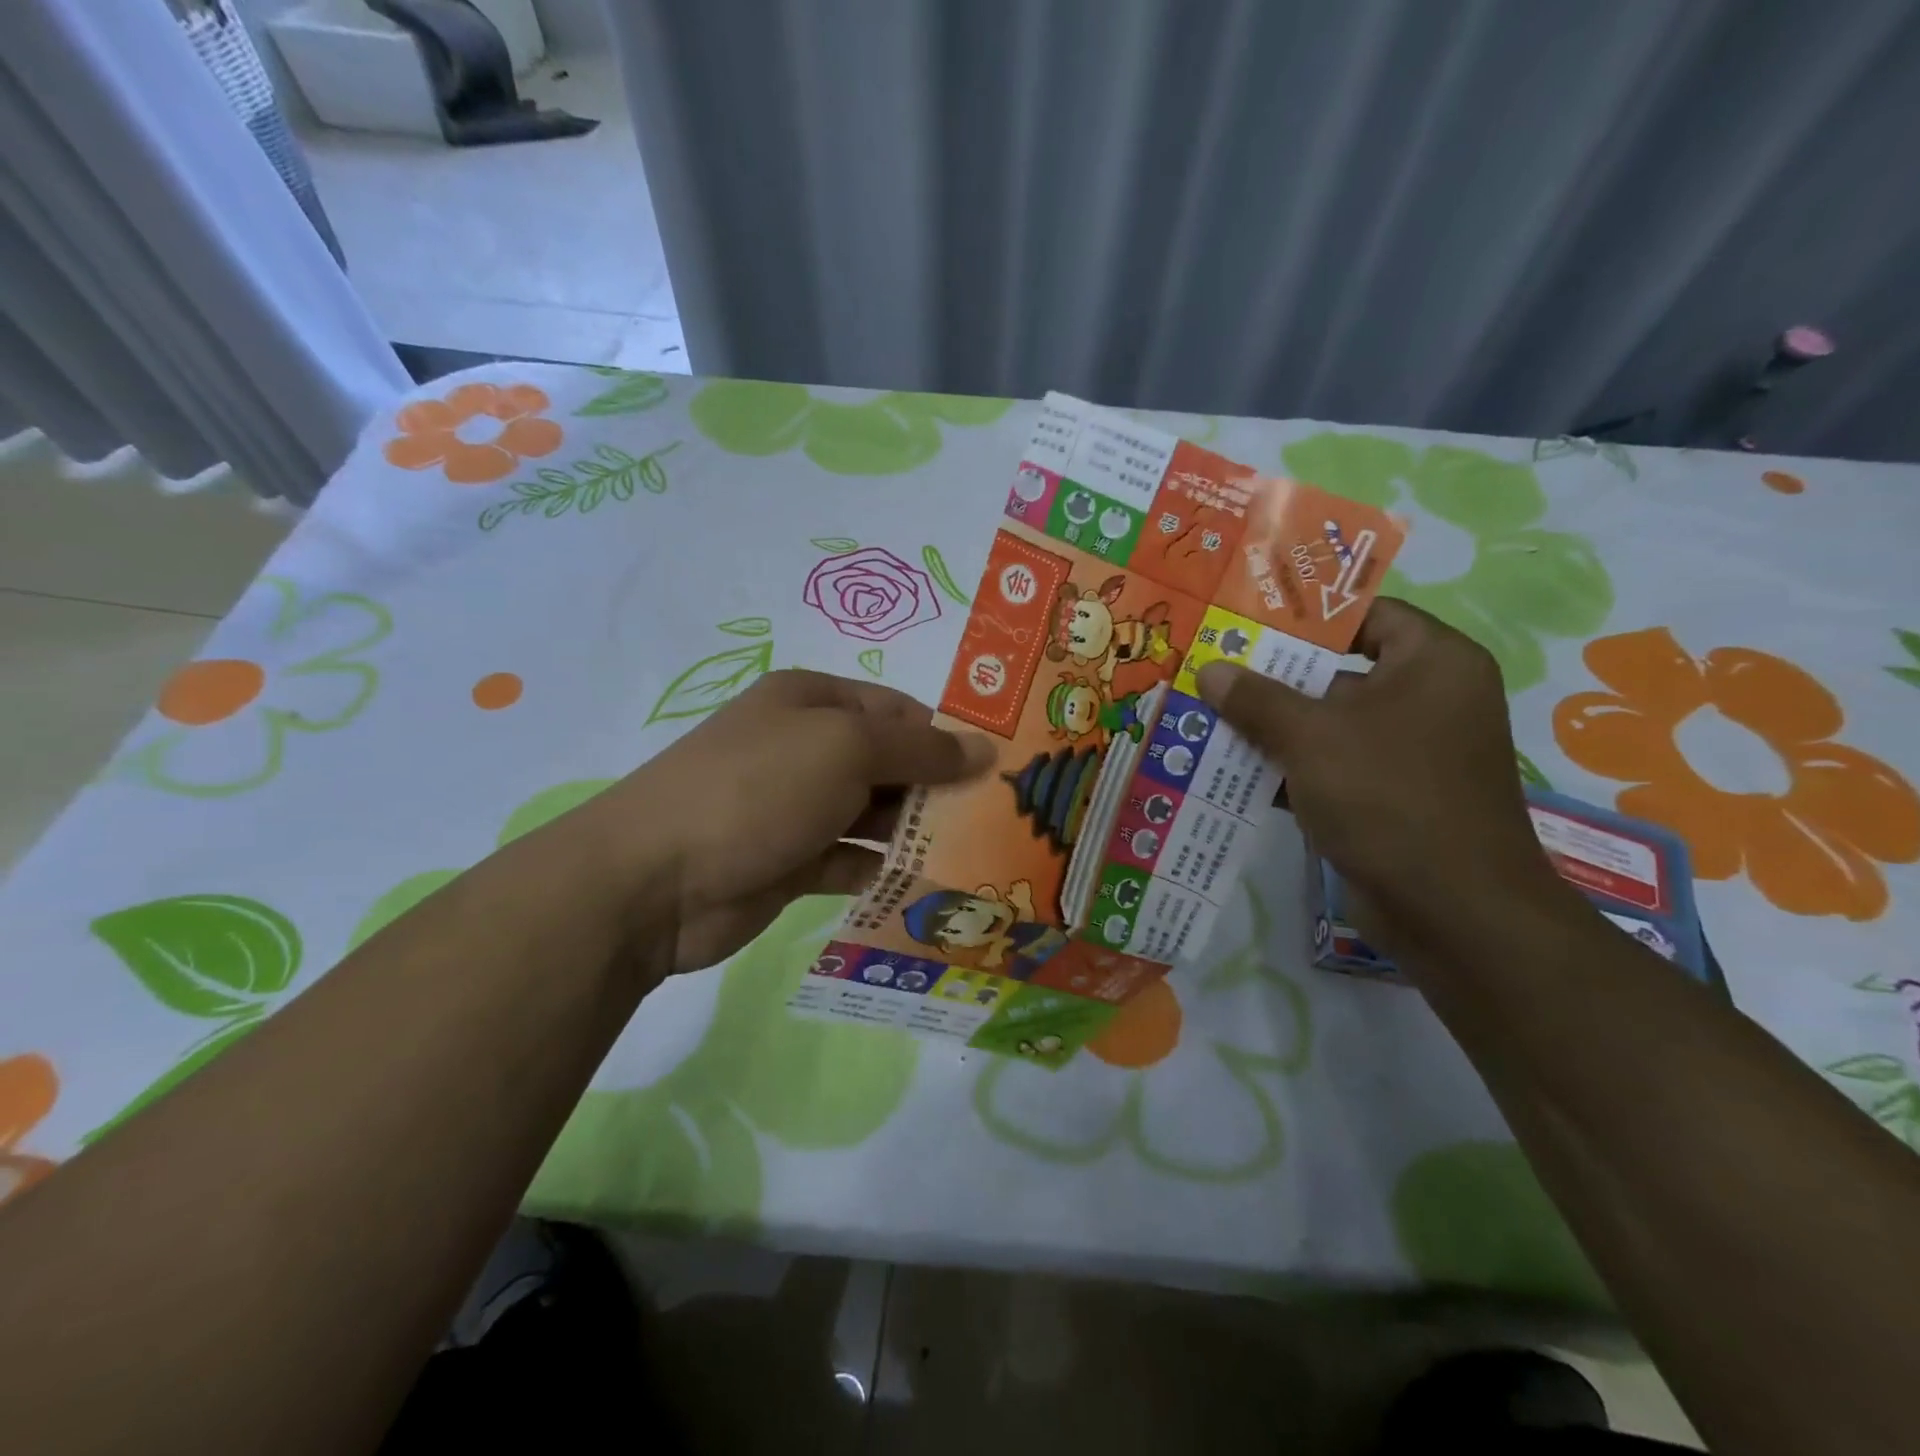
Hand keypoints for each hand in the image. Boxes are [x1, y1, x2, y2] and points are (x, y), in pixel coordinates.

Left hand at [580, 670, 992, 975]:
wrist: (654, 880)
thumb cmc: (758, 789)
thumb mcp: (846, 748)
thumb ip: (919, 748)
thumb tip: (982, 748)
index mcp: (813, 702)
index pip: (897, 709)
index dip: (946, 735)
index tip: (998, 771)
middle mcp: (805, 747)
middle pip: (888, 762)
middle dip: (937, 788)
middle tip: (996, 821)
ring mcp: (795, 807)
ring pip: (873, 814)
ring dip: (915, 833)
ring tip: (973, 856)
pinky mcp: (789, 861)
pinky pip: (850, 860)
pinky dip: (882, 870)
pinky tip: (923, 887)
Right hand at [1195, 599, 1557, 927]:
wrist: (1451, 910)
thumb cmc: (1388, 796)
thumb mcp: (1311, 737)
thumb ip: (1257, 699)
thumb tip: (1211, 670)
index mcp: (1433, 663)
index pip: (1368, 615)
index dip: (1308, 617)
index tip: (1248, 623)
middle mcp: (1429, 700)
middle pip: (1339, 672)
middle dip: (1274, 677)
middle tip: (1214, 670)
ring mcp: (1410, 753)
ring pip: (1330, 724)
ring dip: (1273, 727)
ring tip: (1209, 718)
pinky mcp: (1390, 797)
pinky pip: (1332, 766)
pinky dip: (1290, 768)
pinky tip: (1233, 771)